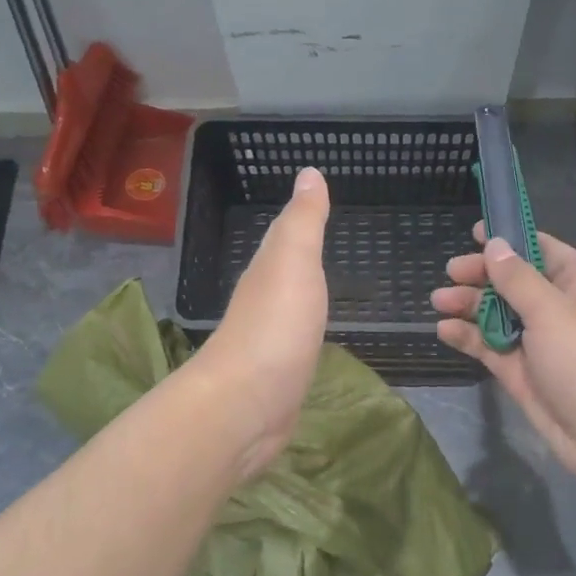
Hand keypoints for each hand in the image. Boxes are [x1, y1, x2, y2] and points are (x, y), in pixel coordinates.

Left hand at [188, 167, 329, 478]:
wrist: (247, 404)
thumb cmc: (275, 325)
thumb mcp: (294, 260)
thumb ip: (303, 220)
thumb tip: (308, 171)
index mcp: (267, 270)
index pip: (284, 236)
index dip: (300, 219)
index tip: (318, 201)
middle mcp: (263, 301)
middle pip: (284, 270)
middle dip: (301, 255)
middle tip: (329, 239)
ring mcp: (269, 340)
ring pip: (290, 305)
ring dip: (304, 293)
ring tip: (325, 284)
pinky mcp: (278, 375)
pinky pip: (297, 340)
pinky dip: (307, 330)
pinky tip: (314, 334)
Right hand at [432, 225, 575, 496]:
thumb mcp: (553, 311)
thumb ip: (517, 279)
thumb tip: (494, 244)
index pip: (539, 248)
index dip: (507, 239)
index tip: (473, 231)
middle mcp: (558, 306)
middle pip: (512, 281)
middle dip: (481, 276)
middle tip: (450, 274)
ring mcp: (539, 341)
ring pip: (498, 314)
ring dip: (469, 305)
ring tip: (438, 301)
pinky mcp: (523, 372)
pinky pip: (491, 346)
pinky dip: (469, 337)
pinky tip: (444, 330)